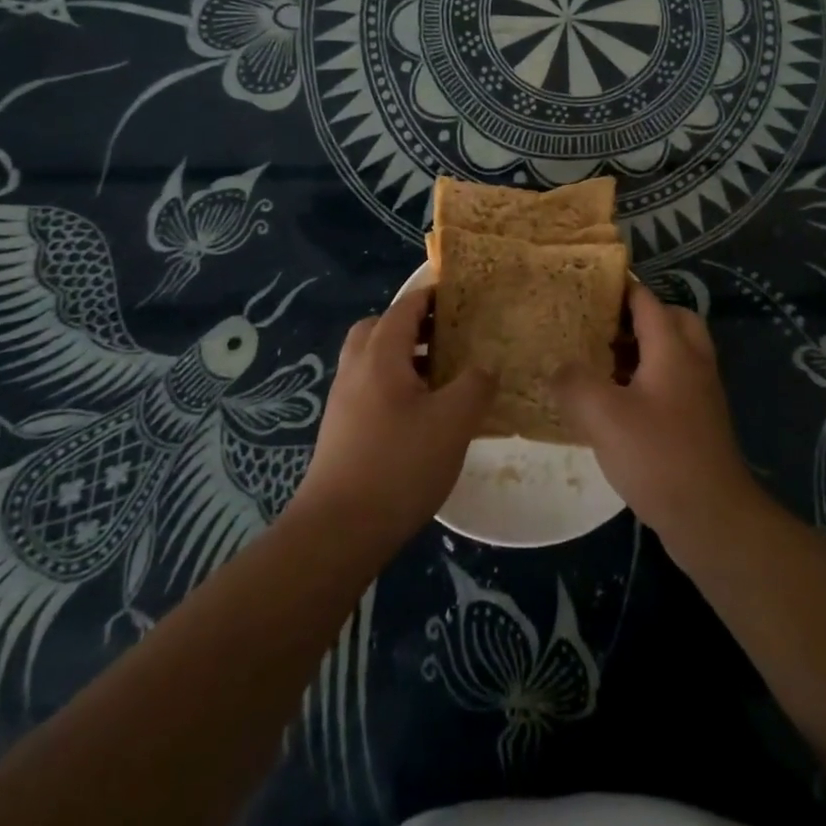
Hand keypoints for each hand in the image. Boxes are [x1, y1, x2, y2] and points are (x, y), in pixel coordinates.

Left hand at [291, 285, 494, 551]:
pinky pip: (370, 387)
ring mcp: (343, 399)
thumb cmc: (399, 465)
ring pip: (373, 359)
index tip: (462, 295)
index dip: (433, 296)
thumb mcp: (453, 422)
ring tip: (442, 375)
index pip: (406, 307)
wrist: (338, 530)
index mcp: (380, 354)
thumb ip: (475, 385)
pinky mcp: (341, 428)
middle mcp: (356, 368)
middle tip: (448, 335)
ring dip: (404, 356)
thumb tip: (486, 365)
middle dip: (414, 324)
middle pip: (381, 327)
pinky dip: (395, 384)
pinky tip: (422, 414)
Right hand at [549, 284, 758, 541]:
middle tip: (602, 326)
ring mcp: (701, 394)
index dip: (619, 287)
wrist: (712, 517)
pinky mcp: (700, 422)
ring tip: (603, 362)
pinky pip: (674, 382)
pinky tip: (619, 404)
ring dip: (644, 349)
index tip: (588, 283)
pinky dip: (650, 379)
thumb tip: (557, 367)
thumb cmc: (658, 456)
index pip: (646, 300)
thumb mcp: (603, 416)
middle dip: (638, 316)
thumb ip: (573, 383)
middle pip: (672, 320)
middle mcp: (693, 362)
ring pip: (675, 352)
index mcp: (673, 349)